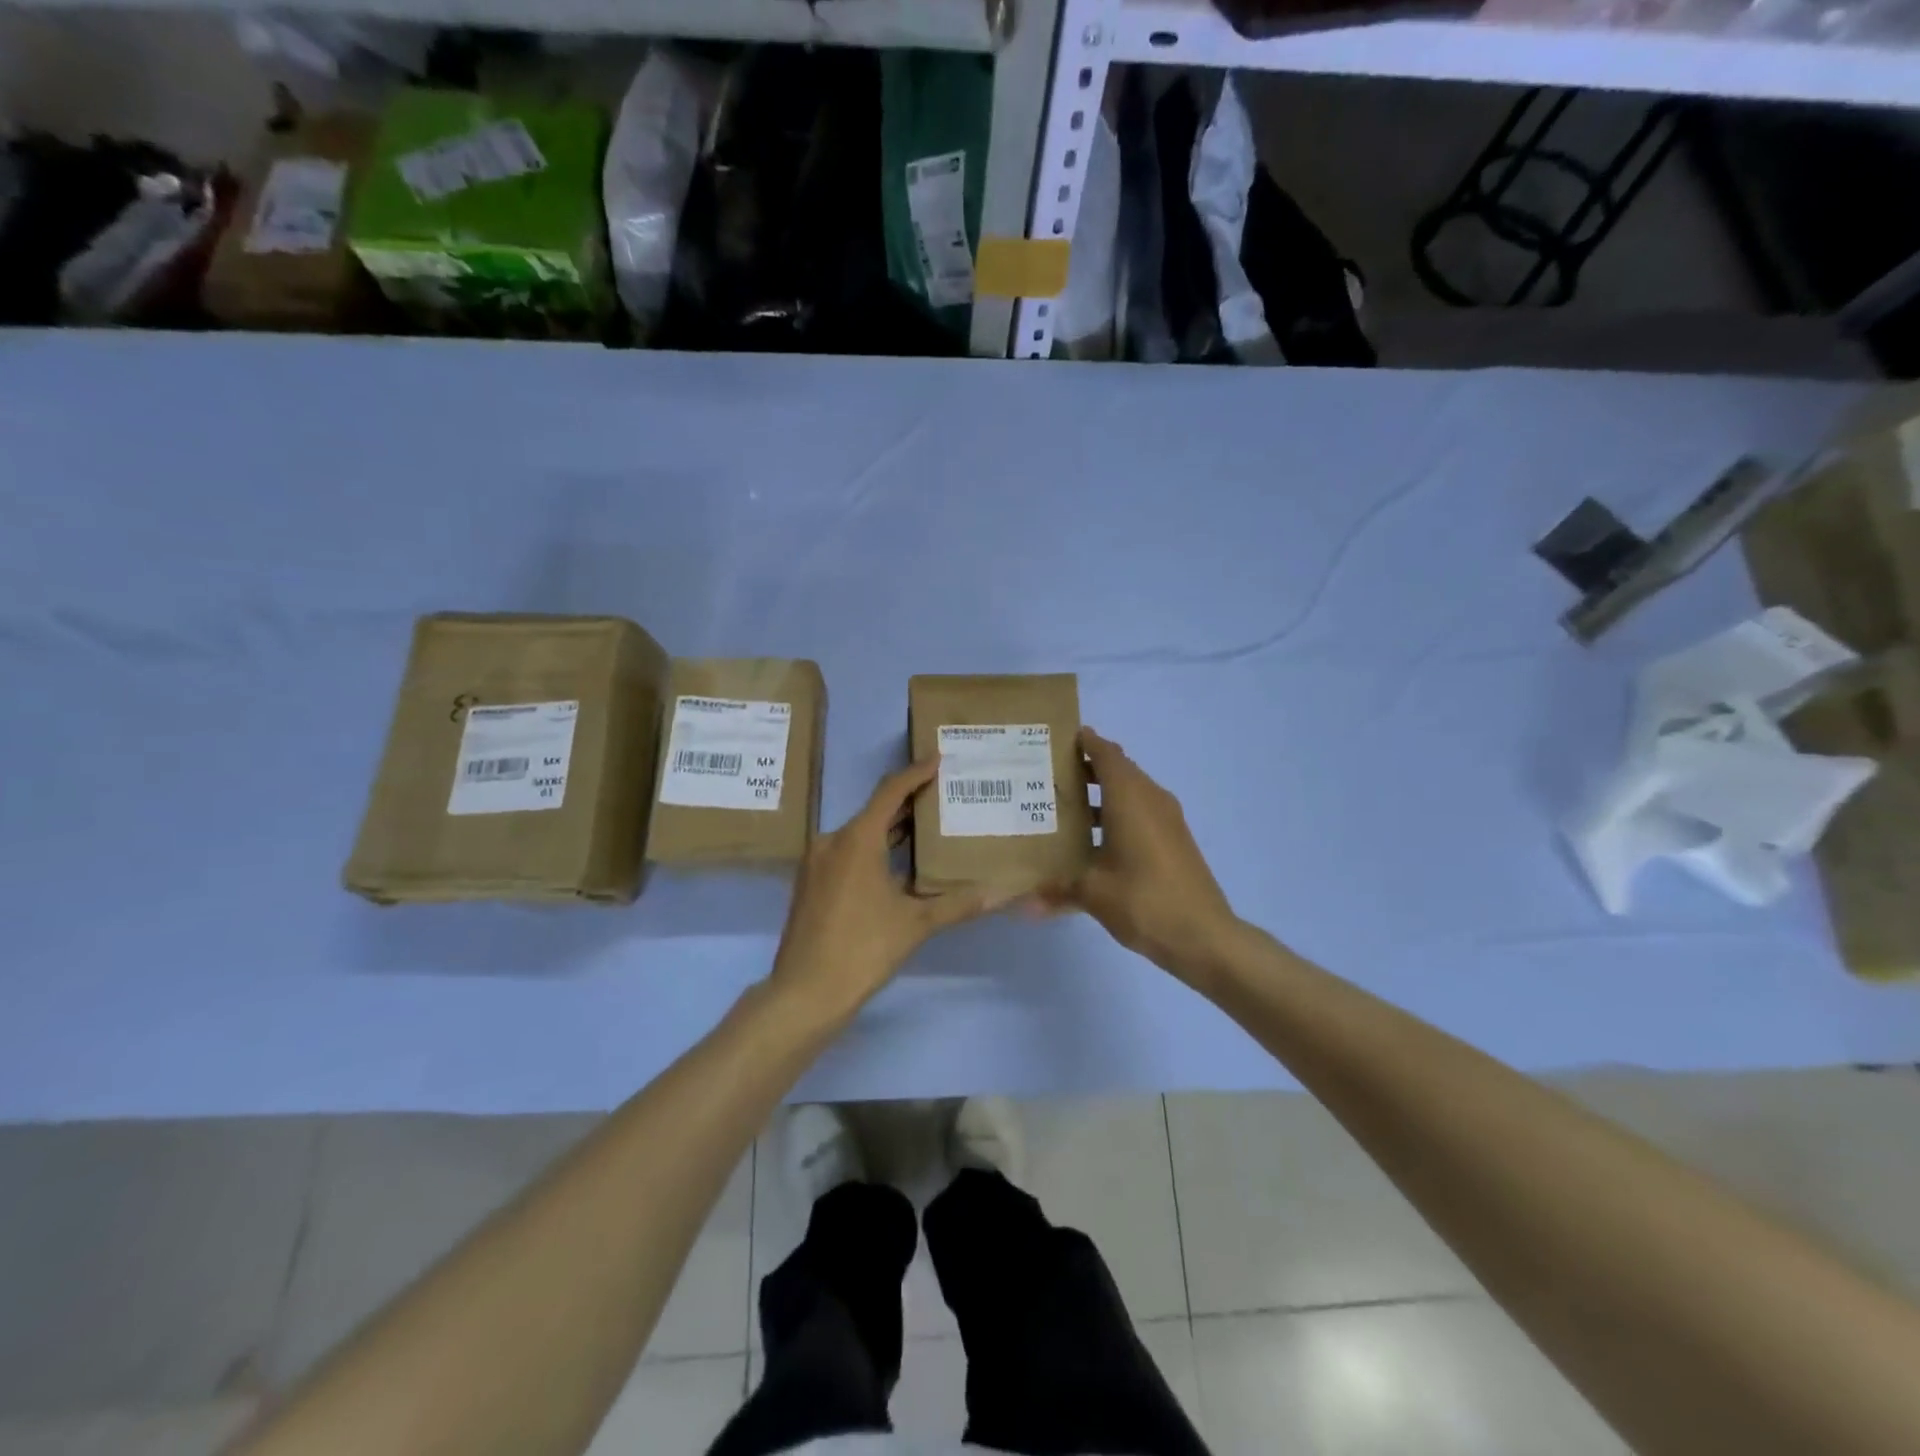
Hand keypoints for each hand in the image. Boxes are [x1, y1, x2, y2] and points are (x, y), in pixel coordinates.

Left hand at [769, 758, 1001, 1022]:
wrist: (805, 993)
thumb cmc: (862, 950)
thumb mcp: (916, 925)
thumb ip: (959, 904)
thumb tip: (1003, 893)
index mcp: (856, 839)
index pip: (891, 792)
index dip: (916, 773)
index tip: (940, 759)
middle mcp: (832, 841)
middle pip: (875, 811)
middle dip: (909, 803)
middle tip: (944, 796)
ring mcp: (817, 862)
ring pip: (860, 833)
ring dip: (892, 829)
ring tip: (928, 827)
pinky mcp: (811, 882)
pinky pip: (847, 852)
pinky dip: (874, 849)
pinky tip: (898, 864)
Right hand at [1039, 728, 1240, 982]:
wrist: (1204, 936)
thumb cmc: (1144, 901)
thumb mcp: (1094, 894)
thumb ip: (1056, 891)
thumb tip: (1022, 905)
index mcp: (1130, 798)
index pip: (1106, 754)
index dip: (1085, 742)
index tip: (1058, 739)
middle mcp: (1151, 799)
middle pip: (1119, 769)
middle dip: (1088, 767)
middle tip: (1050, 773)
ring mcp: (1167, 820)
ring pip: (1131, 791)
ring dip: (1103, 792)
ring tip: (1065, 804)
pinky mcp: (1174, 840)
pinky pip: (1141, 811)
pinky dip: (1118, 812)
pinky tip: (1094, 838)